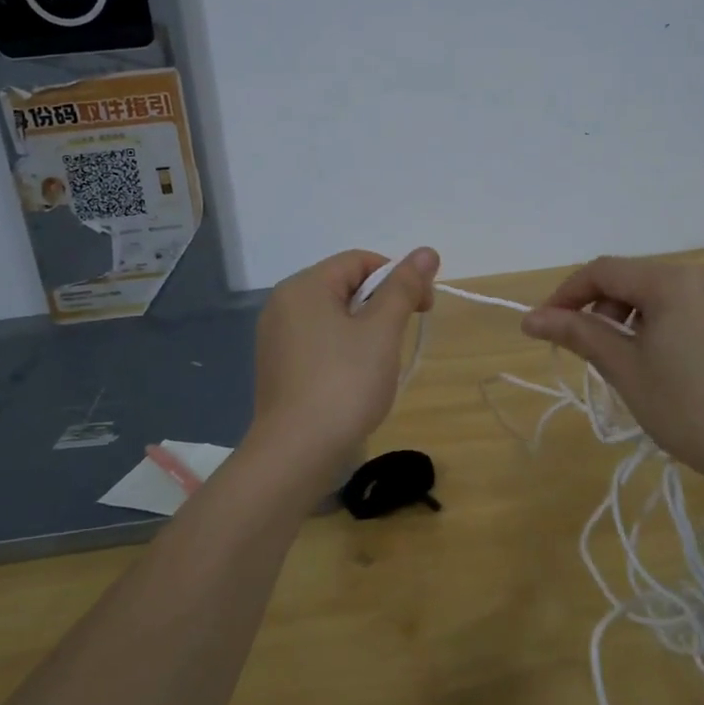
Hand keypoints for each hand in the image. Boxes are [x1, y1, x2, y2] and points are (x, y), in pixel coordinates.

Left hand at [246, 248, 438, 482]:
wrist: (296, 453)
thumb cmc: (343, 384)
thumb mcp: (382, 331)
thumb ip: (403, 287)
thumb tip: (427, 251)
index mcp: (304, 286)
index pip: (360, 261)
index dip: (398, 277)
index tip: (423, 308)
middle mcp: (283, 304)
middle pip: (345, 286)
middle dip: (382, 305)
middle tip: (404, 337)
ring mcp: (277, 338)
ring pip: (334, 316)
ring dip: (366, 330)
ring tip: (381, 363)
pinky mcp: (279, 367)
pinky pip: (320, 342)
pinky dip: (345, 350)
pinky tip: (357, 379)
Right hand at [520, 257, 703, 490]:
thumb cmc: (687, 409)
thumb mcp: (624, 369)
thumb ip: (578, 334)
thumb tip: (530, 318)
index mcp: (673, 281)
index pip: (604, 271)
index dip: (566, 294)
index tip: (543, 325)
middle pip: (634, 279)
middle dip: (601, 309)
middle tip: (587, 351)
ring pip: (662, 293)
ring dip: (631, 317)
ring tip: (626, 361)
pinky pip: (689, 306)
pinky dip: (663, 323)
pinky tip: (664, 362)